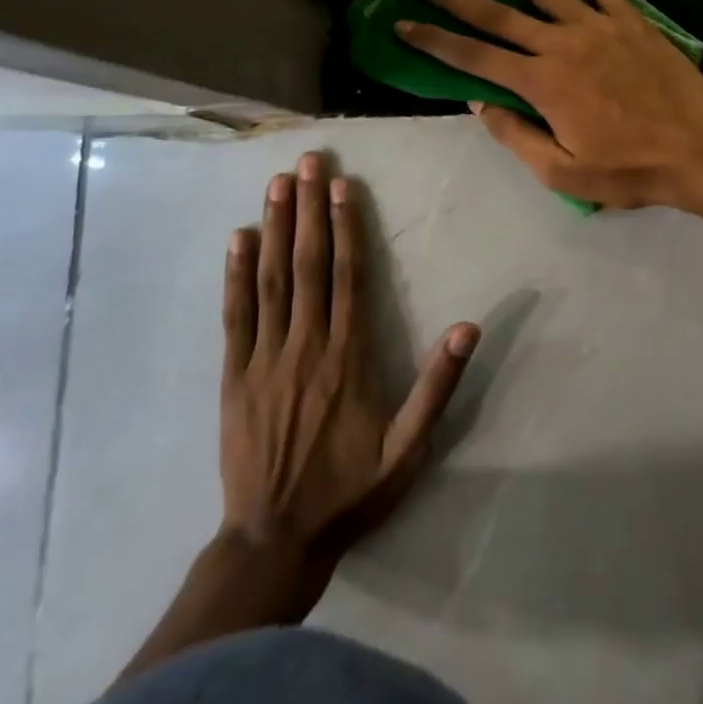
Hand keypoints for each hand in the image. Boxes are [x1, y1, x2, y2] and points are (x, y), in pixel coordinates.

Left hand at [221, 152, 477, 559]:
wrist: (275, 540)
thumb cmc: (350, 490)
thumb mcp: (410, 448)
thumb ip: (438, 386)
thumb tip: (467, 328)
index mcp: (350, 357)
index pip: (349, 276)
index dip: (345, 227)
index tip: (343, 186)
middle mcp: (306, 346)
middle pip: (308, 265)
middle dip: (307, 209)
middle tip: (308, 163)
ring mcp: (265, 359)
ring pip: (272, 280)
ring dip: (274, 227)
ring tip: (276, 184)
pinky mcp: (234, 376)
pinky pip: (236, 316)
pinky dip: (236, 275)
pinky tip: (238, 240)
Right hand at [396, 0, 702, 208]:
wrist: (698, 148)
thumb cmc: (630, 169)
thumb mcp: (564, 174)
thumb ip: (516, 136)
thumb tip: (479, 102)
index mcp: (542, 85)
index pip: (475, 58)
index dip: (434, 41)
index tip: (402, 22)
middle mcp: (561, 45)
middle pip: (497, 13)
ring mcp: (597, 25)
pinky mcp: (627, 17)